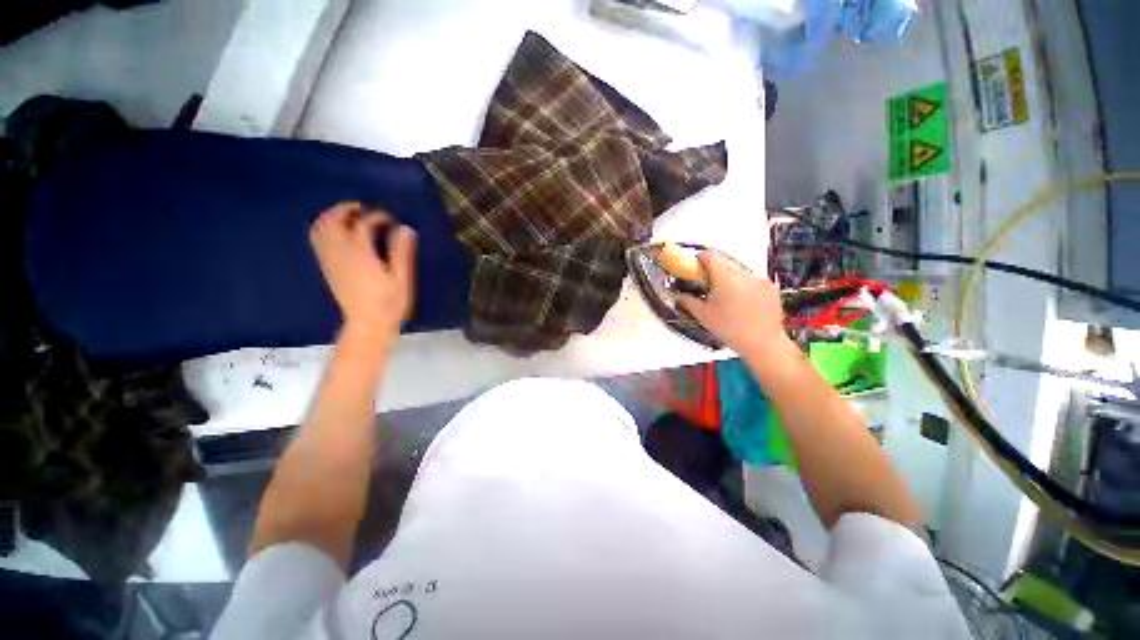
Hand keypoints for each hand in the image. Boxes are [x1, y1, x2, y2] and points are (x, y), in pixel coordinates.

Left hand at [310, 202, 415, 339]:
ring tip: (350, 217)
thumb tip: (405, 229)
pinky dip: (326, 229)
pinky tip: (340, 234)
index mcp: (360, 254)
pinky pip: (318, 241)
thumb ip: (402, 253)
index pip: (363, 224)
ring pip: (321, 229)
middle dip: (346, 209)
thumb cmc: (389, 303)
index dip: (378, 216)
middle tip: (364, 208)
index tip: (391, 218)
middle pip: (333, 220)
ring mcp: (330, 260)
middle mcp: (340, 253)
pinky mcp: (328, 267)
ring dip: (332, 217)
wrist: (367, 324)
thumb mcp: (401, 279)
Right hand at [679, 250, 786, 353]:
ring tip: (727, 296)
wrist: (762, 343)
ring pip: (739, 270)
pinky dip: (745, 285)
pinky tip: (742, 302)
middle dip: (715, 269)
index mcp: (724, 278)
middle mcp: (743, 274)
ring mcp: (759, 279)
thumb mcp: (703, 315)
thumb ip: (687, 301)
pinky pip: (753, 279)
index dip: (701, 258)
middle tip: (709, 284)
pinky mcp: (770, 286)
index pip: (711, 255)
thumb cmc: (729, 329)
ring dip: (730, 277)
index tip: (696, 267)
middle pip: (725, 261)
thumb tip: (678, 294)